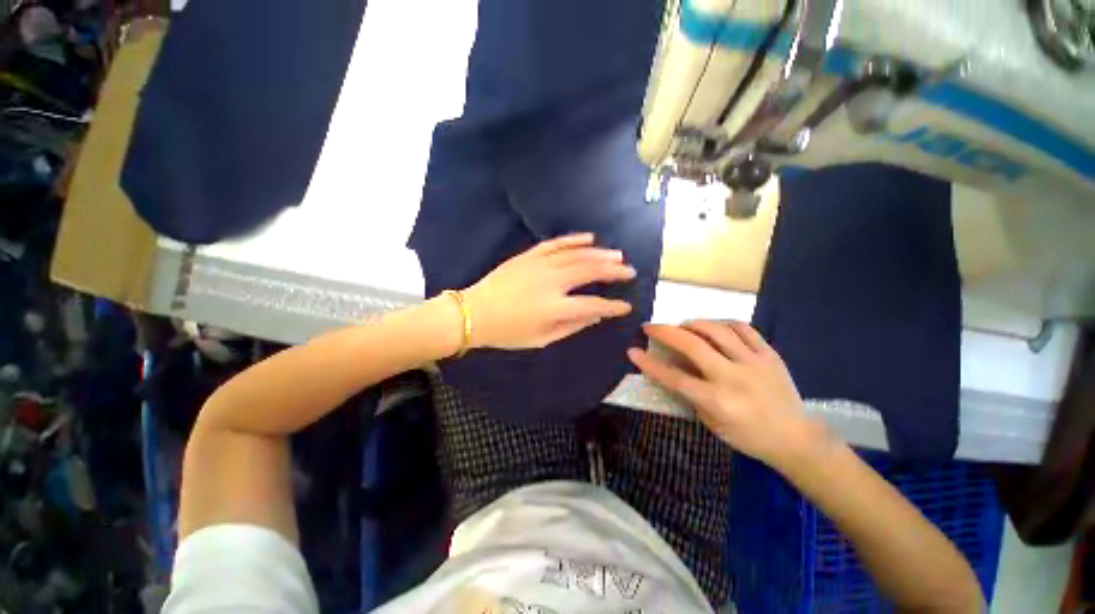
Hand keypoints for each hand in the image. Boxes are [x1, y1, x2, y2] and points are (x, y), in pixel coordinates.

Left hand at [463, 233, 635, 349]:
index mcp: (554, 307)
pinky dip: (574, 239)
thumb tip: (595, 316)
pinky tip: (589, 238)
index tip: (626, 306)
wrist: (474, 313)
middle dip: (614, 271)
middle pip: (590, 271)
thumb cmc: (507, 332)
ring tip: (617, 255)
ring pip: (576, 254)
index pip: (592, 305)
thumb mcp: (541, 339)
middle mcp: (551, 282)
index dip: (613, 306)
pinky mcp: (529, 256)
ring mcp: (539, 265)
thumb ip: (571, 327)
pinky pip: (555, 243)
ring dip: (600, 253)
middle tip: (629, 271)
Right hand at [627, 321, 826, 469]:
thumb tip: (673, 367)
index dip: (649, 363)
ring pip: (717, 330)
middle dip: (665, 332)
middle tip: (650, 327)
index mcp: (718, 401)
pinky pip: (743, 328)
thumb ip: (690, 393)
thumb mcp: (711, 423)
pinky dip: (722, 323)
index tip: (632, 351)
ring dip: (692, 323)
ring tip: (682, 325)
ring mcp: (754, 363)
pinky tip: (712, 326)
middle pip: (693, 346)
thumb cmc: (747, 436)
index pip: (675, 377)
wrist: (795, 438)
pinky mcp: (770, 355)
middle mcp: (734, 378)